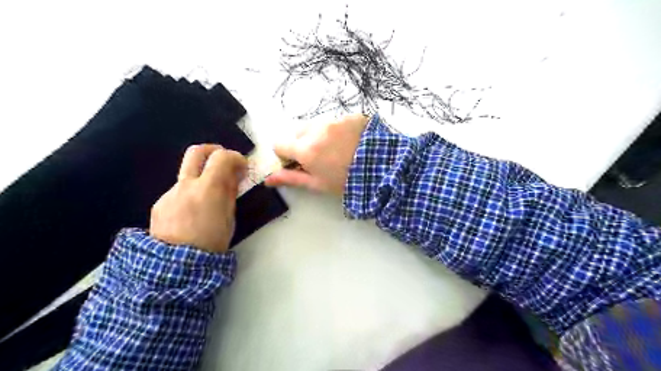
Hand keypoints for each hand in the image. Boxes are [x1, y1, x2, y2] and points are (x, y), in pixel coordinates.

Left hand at [149, 143, 246, 253]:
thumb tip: (233, 176)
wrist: (176, 266)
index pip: (222, 157)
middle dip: (213, 150)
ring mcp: (170, 193)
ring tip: (209, 199)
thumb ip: (230, 193)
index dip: (235, 157)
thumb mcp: (229, 217)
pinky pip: (179, 191)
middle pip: (196, 152)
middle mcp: (186, 185)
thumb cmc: (212, 242)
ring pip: (188, 174)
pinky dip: (190, 194)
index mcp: (208, 189)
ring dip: (202, 178)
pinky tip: (193, 213)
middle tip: (224, 160)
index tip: (242, 166)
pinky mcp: (159, 203)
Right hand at [266, 113, 369, 195]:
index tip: (296, 162)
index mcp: (305, 149)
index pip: (279, 144)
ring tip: (337, 150)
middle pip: (297, 133)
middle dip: (301, 144)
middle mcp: (316, 129)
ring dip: (319, 135)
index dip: (285, 155)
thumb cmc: (346, 181)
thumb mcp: (317, 184)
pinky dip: (336, 130)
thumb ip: (291, 179)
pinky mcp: (350, 116)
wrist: (383, 170)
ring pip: (315, 125)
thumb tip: (267, 180)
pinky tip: (349, 142)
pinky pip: (335, 121)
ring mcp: (334, 120)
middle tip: (319, 158)